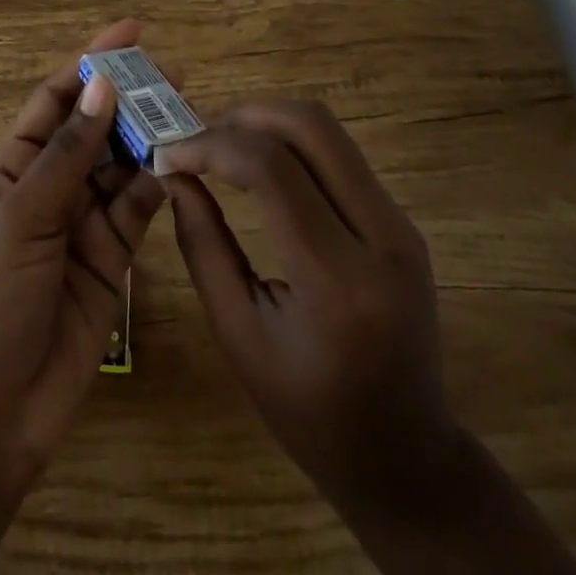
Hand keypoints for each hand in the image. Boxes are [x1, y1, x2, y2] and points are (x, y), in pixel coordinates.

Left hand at [0, 23, 166, 573]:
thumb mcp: (23, 217)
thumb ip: (69, 154)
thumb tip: (101, 83)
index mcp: (16, 166)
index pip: (57, 97)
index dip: (90, 61)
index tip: (132, 32)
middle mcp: (52, 185)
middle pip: (96, 127)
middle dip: (130, 98)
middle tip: (175, 74)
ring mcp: (83, 221)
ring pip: (123, 165)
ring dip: (149, 138)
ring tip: (188, 112)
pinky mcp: (112, 258)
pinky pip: (138, 209)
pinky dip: (157, 186)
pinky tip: (179, 165)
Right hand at [161, 101, 575, 574]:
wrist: (406, 458)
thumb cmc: (310, 413)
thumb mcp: (239, 337)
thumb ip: (203, 246)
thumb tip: (173, 174)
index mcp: (337, 281)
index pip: (271, 168)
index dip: (211, 146)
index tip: (169, 153)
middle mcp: (382, 237)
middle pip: (310, 125)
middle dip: (244, 116)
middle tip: (197, 137)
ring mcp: (400, 225)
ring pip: (328, 131)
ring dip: (268, 123)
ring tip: (222, 146)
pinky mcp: (402, 222)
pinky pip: (340, 156)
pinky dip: (292, 145)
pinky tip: (259, 166)